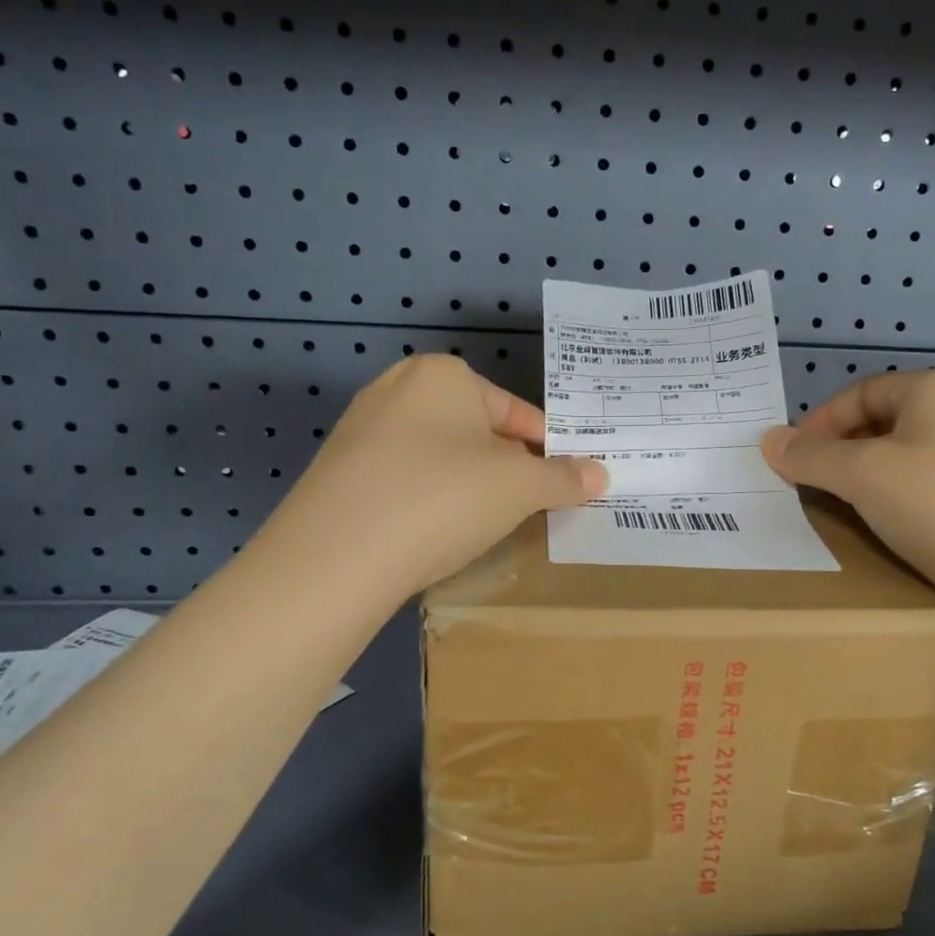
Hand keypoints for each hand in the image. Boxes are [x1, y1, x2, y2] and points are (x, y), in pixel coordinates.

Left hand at [265, 355, 605, 598]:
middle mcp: (396, 389)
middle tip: (528, 505)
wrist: (333, 559)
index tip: (565, 483)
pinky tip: (434, 533)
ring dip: (469, 485)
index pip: (516, 411)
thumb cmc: (442, 500)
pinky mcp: (337, 472)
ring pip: (439, 455)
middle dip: (506, 467)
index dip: (548, 450)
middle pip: (475, 430)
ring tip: (484, 523)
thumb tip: (602, 475)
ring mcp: (360, 430)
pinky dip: (428, 500)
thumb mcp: (520, 488)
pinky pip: (403, 479)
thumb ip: (564, 479)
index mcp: (442, 375)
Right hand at [761, 369, 934, 616]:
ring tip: (837, 516)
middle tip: (807, 491)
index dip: (818, 423)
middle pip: (878, 425)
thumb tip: (769, 441)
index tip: (790, 463)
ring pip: (900, 464)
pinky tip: (882, 536)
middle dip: (837, 456)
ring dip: (863, 486)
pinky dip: (894, 509)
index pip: (859, 392)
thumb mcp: (864, 475)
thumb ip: (811, 456)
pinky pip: (924, 495)